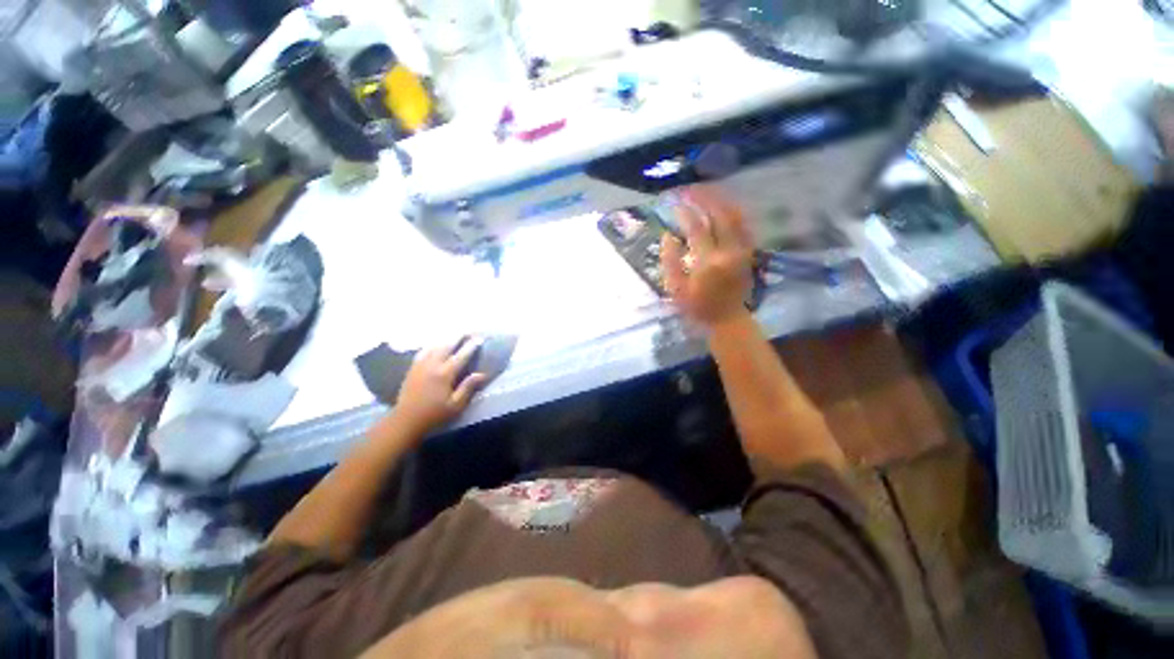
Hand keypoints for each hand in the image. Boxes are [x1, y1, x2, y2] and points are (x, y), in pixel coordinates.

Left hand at [393, 338, 487, 435]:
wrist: (405, 420)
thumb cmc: (434, 414)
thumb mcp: (456, 405)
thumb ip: (468, 387)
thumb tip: (482, 374)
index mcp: (445, 374)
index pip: (461, 355)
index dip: (471, 346)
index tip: (480, 338)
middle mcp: (432, 365)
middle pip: (447, 345)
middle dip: (458, 337)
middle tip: (468, 331)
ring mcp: (420, 365)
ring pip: (434, 345)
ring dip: (445, 339)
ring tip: (454, 335)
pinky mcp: (412, 368)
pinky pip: (423, 351)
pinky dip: (432, 345)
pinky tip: (435, 345)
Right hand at [661, 186, 754, 326]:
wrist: (727, 318)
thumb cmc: (697, 306)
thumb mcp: (676, 289)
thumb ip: (670, 261)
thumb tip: (667, 235)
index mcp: (708, 261)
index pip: (696, 227)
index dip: (684, 212)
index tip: (673, 202)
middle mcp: (729, 250)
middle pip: (719, 213)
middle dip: (703, 197)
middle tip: (689, 188)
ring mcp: (742, 249)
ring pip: (735, 214)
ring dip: (719, 199)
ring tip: (704, 190)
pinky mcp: (749, 250)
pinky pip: (743, 223)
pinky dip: (732, 209)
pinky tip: (722, 204)